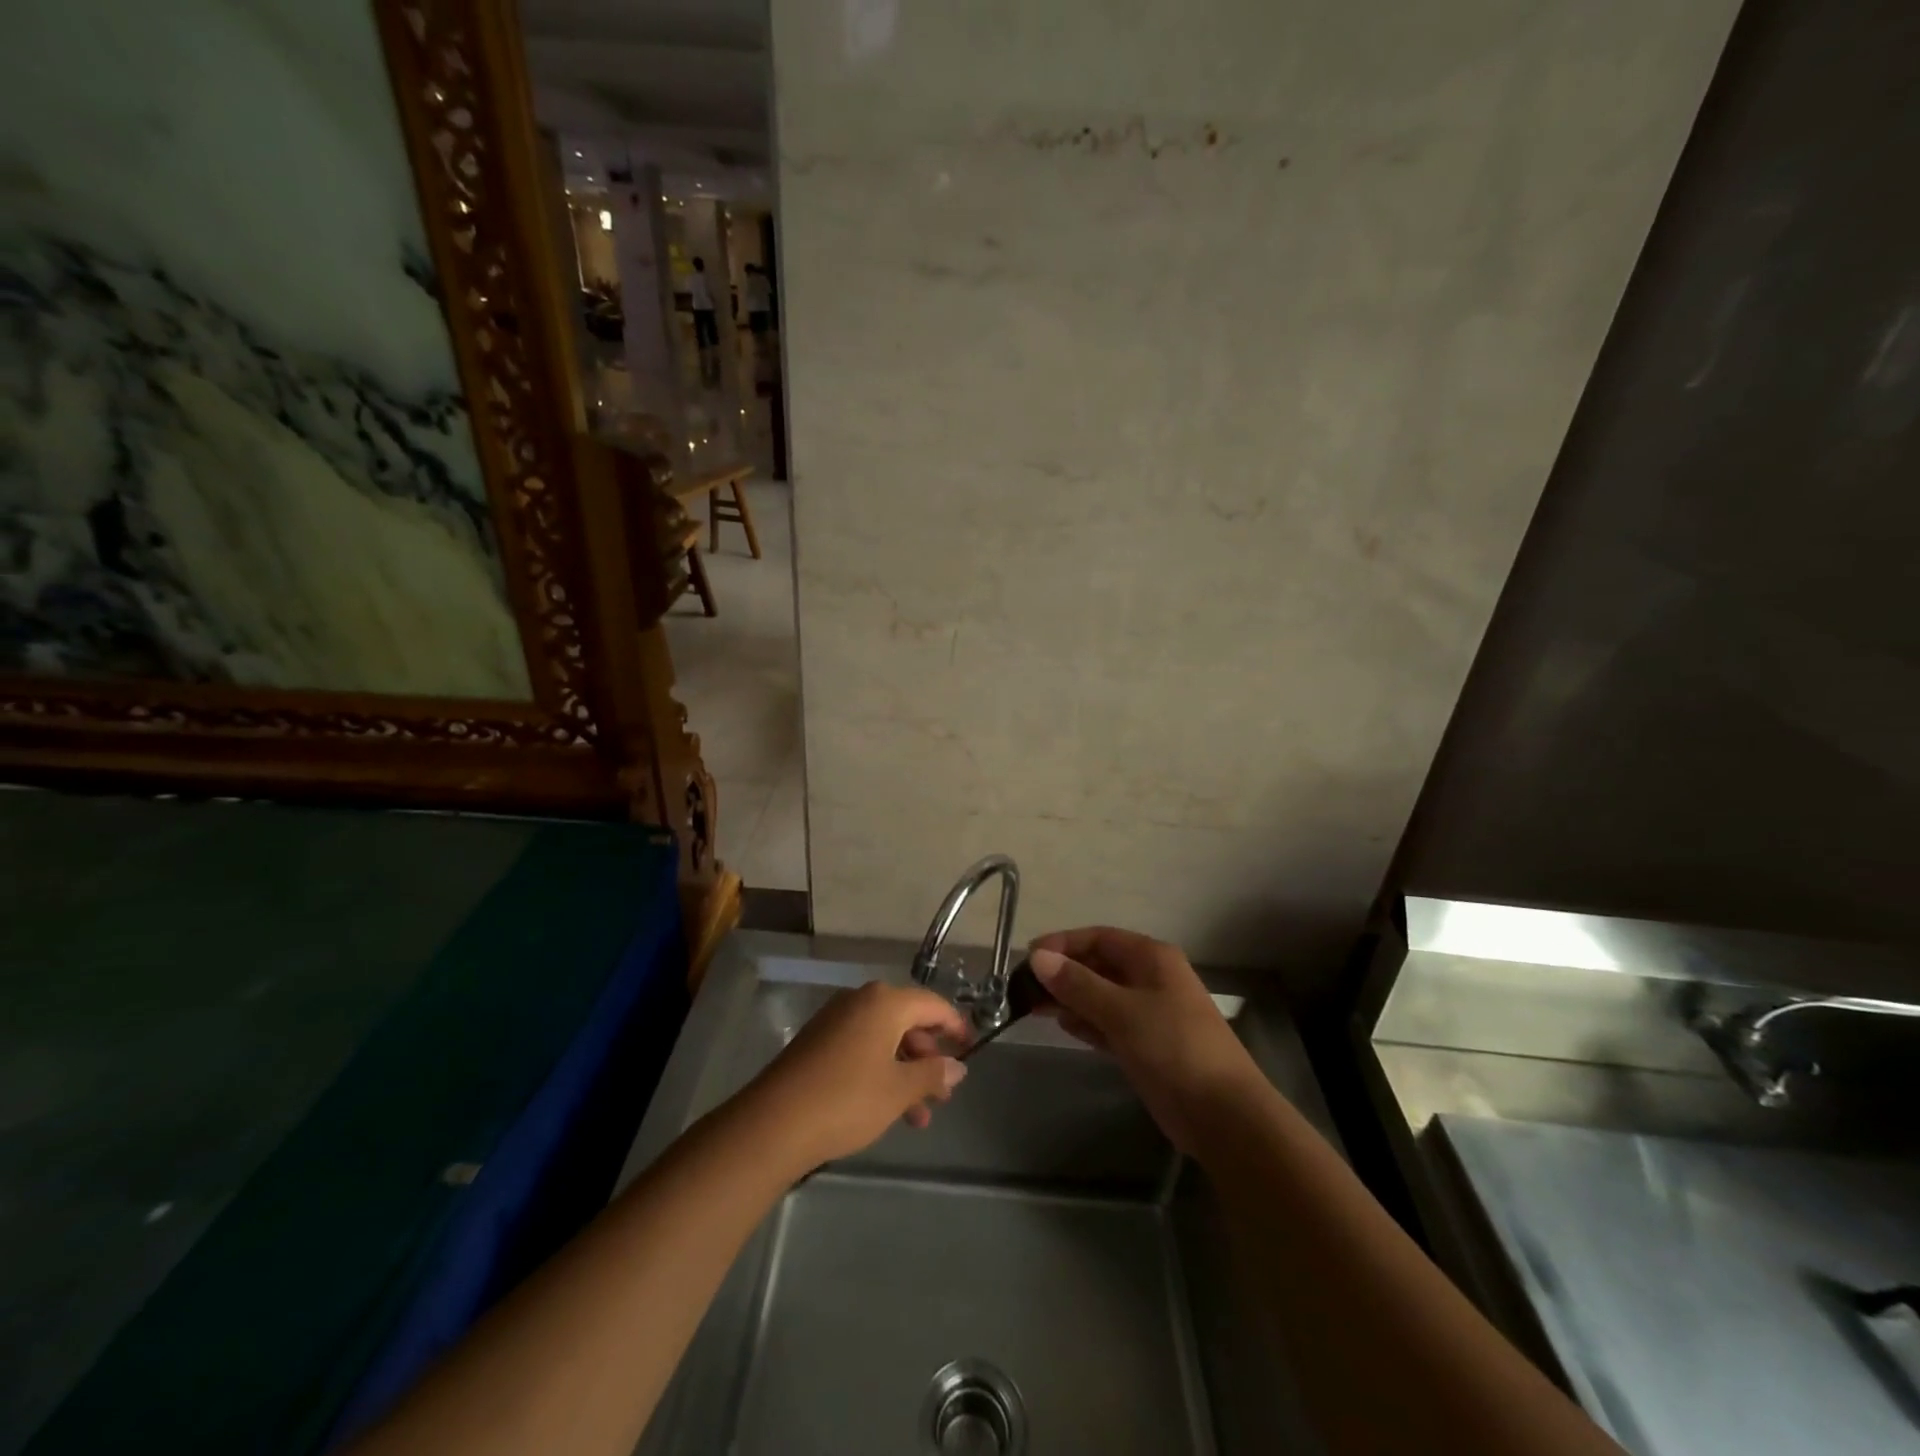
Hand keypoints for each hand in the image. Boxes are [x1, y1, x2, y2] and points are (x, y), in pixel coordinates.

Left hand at [743, 981, 969, 1171]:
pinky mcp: (818, 1042)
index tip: (972, 1049)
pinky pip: (862, 1047)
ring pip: (885, 1039)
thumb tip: (957, 1067)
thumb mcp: (899, 1090)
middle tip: (943, 1094)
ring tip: (919, 1117)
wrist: (774, 1123)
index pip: (933, 1004)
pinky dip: (881, 1071)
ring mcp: (836, 1020)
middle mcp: (861, 1001)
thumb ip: (933, 1074)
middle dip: (929, 1057)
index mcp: (885, 1002)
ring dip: (906, 1072)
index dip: (956, 1026)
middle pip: (908, 1020)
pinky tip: (887, 1109)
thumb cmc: (847, 1099)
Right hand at [1028, 928, 1261, 1153]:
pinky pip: (1108, 1023)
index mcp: (1152, 958)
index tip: (1029, 957)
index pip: (1099, 938)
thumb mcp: (1121, 1011)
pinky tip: (1062, 1025)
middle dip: (1064, 972)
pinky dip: (1086, 1021)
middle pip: (1099, 965)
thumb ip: (1078, 984)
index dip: (1064, 943)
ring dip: (1070, 998)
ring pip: (1101, 995)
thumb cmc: (1173, 1047)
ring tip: (1034, 1006)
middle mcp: (1150, 978)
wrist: (1222, 1114)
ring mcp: (1149, 1012)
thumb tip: (1039, 957)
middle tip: (1025, 986)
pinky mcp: (1146, 1044)